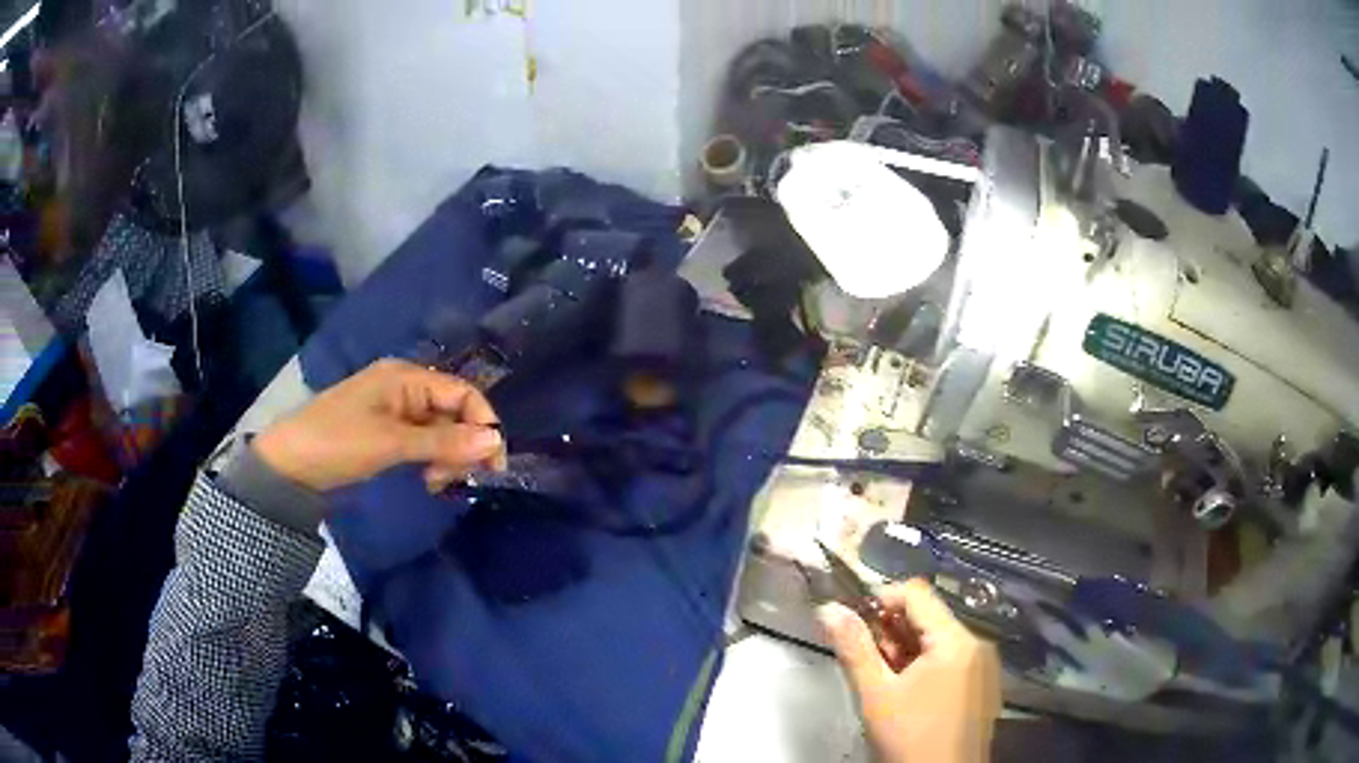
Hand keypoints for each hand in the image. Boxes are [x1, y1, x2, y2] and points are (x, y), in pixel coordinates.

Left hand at [254, 359, 506, 493]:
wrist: (289, 463)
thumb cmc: (338, 442)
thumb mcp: (392, 443)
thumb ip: (444, 442)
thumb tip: (495, 441)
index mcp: (406, 377)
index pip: (462, 393)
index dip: (483, 424)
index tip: (494, 463)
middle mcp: (405, 387)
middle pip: (453, 412)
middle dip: (463, 445)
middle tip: (457, 480)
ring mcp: (395, 410)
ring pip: (439, 430)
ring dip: (446, 456)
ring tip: (435, 483)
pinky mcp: (386, 432)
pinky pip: (421, 441)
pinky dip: (430, 460)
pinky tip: (425, 479)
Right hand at [820, 580, 1000, 762]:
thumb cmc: (909, 738)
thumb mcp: (875, 694)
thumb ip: (853, 648)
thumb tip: (830, 609)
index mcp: (956, 640)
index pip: (917, 594)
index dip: (881, 599)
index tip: (852, 620)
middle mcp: (977, 644)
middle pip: (929, 616)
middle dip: (891, 629)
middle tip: (864, 655)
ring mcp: (982, 666)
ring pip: (938, 640)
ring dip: (905, 649)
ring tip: (881, 676)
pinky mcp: (981, 685)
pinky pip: (951, 659)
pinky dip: (924, 665)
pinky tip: (904, 690)